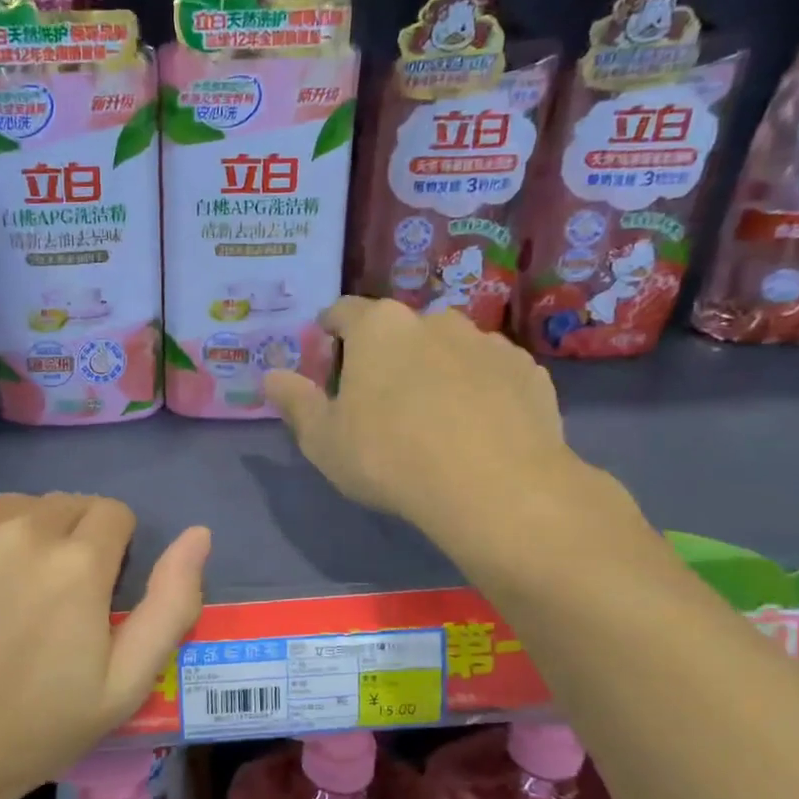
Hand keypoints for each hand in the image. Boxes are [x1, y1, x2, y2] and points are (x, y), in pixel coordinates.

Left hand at [0, 494, 209, 798]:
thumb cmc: (31, 730)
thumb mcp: (125, 684)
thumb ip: (171, 603)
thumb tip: (199, 535)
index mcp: (76, 562)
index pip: (113, 512)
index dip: (114, 548)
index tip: (97, 589)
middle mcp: (18, 530)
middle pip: (63, 504)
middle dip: (70, 538)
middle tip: (52, 598)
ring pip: (9, 511)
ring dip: (19, 537)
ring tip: (3, 596)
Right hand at [264, 297, 588, 562]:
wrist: (494, 486)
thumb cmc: (389, 457)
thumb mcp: (322, 439)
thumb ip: (295, 402)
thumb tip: (270, 376)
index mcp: (379, 327)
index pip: (343, 311)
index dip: (329, 332)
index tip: (327, 360)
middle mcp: (434, 319)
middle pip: (398, 330)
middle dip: (385, 356)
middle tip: (378, 402)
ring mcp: (487, 342)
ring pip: (447, 349)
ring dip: (433, 371)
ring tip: (433, 420)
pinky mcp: (528, 370)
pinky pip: (489, 374)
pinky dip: (477, 390)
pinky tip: (475, 430)